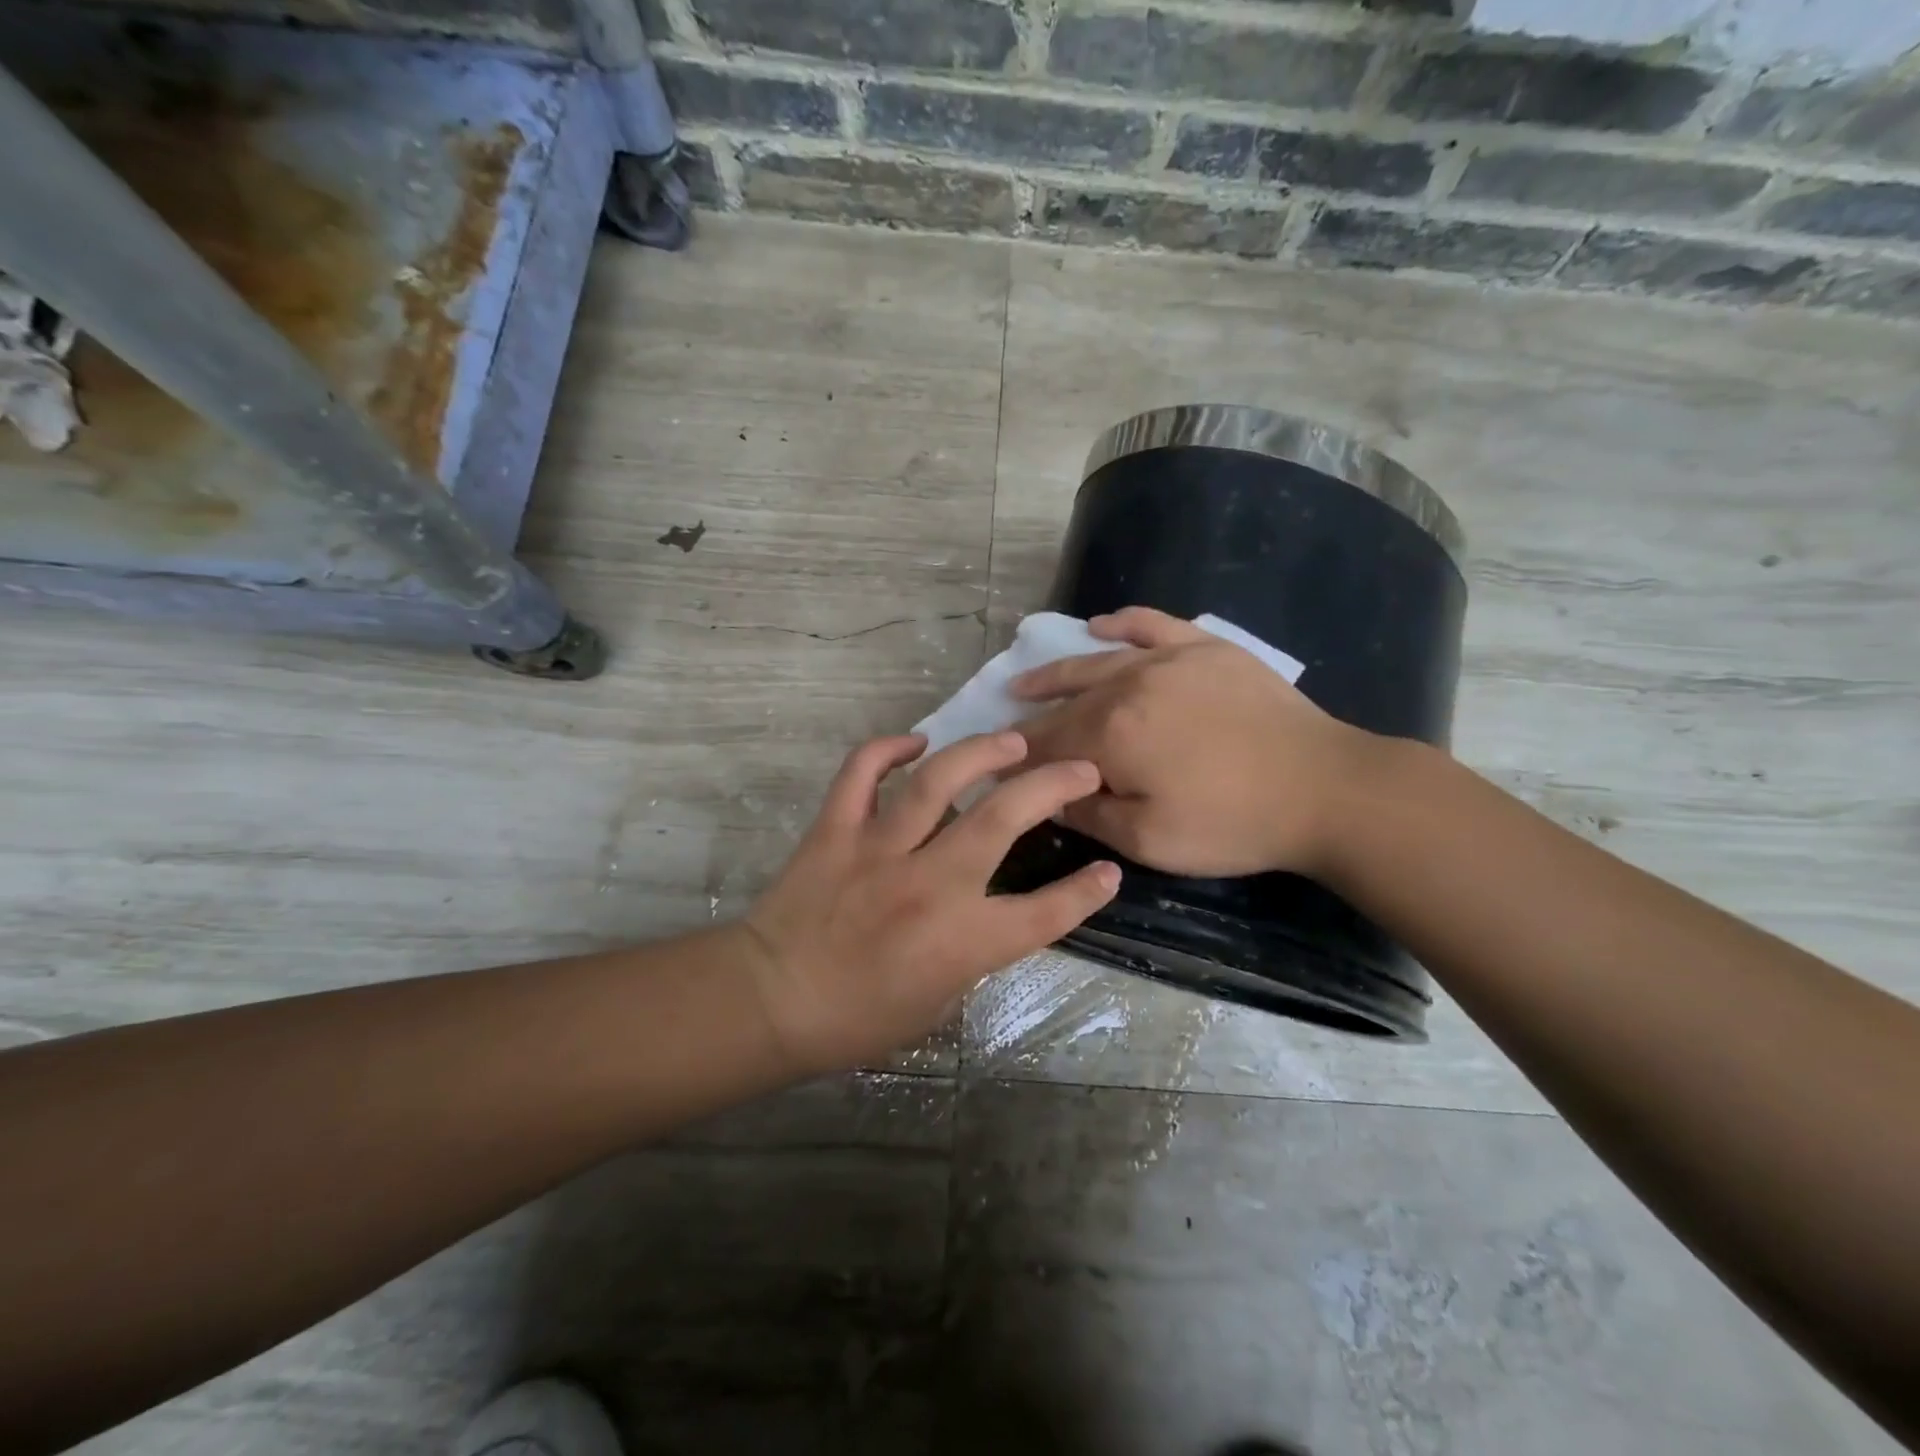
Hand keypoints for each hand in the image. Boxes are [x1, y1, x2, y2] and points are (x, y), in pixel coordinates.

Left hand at [741, 731, 1120, 1075]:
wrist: (770, 1002)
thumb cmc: (857, 1020)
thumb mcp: (936, 1004)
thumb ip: (973, 952)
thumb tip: (990, 910)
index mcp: (960, 941)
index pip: (1043, 912)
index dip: (1086, 893)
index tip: (1109, 870)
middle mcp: (928, 885)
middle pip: (1001, 819)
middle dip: (1051, 786)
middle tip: (1079, 767)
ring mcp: (878, 850)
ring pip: (936, 783)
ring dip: (980, 753)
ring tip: (1011, 741)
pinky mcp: (835, 830)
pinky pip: (860, 773)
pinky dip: (885, 749)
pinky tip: (914, 742)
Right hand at [1012, 607, 1369, 878]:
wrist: (1322, 787)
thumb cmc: (1231, 823)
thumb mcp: (1148, 840)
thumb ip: (1088, 815)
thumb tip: (1048, 796)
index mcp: (1109, 734)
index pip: (1046, 744)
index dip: (1017, 758)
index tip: (996, 769)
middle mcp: (1127, 685)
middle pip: (1064, 704)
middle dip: (1030, 721)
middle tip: (1005, 734)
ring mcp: (1167, 659)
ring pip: (1095, 662)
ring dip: (1055, 675)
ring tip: (1026, 683)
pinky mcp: (1204, 648)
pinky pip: (1152, 624)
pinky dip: (1121, 623)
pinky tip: (1100, 625)